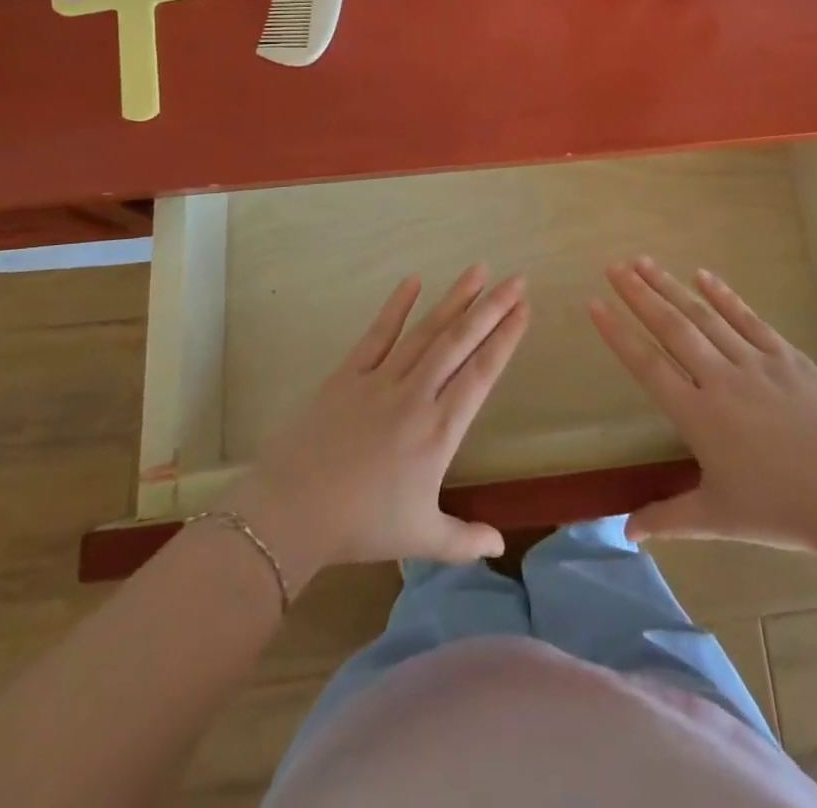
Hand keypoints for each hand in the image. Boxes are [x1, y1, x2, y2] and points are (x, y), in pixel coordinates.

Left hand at [221, 265, 528, 585]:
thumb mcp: (421, 539)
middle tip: (516, 280)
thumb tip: (502, 546)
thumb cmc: (362, 526)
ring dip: (454, 299)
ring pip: (426, 331)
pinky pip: (377, 334)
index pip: (481, 374)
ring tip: (478, 270)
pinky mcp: (348, 373)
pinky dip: (396, 306)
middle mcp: (416, 395)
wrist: (292, 512)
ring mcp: (381, 380)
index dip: (505, 339)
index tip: (524, 310)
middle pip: (459, 342)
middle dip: (491, 308)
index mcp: (439, 430)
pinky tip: (413, 280)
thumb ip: (465, 539)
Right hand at [590, 257, 816, 550]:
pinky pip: (748, 319)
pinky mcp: (787, 357)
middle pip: (672, 328)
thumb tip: (626, 532)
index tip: (595, 305)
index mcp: (698, 416)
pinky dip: (724, 296)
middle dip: (639, 295)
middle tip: (614, 267)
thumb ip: (667, 519)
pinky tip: (703, 275)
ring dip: (671, 287)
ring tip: (644, 262)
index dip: (618, 334)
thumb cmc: (780, 512)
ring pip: (705, 316)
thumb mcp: (718, 519)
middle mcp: (720, 380)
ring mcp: (755, 363)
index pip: (647, 366)